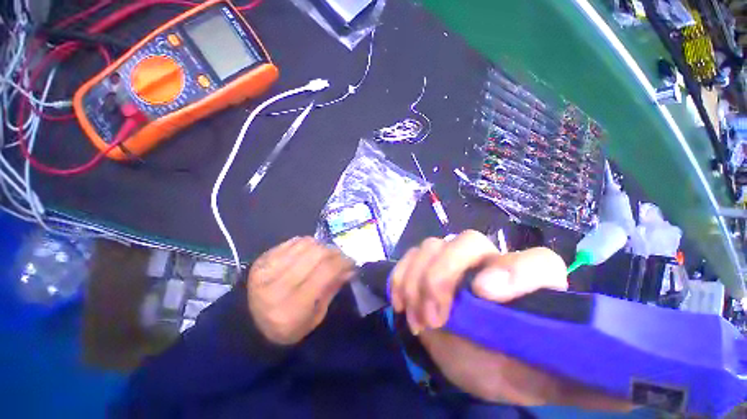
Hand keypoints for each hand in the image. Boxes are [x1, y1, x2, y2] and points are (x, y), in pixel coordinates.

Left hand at [247, 237, 354, 344]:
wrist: (248, 323)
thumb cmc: (287, 328)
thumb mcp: (315, 317)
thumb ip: (332, 289)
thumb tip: (350, 269)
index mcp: (293, 307)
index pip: (326, 271)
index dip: (343, 262)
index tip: (351, 263)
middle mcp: (278, 285)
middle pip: (317, 253)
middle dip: (335, 252)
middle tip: (340, 258)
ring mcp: (267, 268)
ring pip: (306, 243)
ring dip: (322, 246)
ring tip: (325, 255)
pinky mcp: (262, 259)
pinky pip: (293, 241)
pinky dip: (307, 244)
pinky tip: (309, 252)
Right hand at [391, 230, 633, 410]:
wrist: (465, 352)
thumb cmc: (506, 366)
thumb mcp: (543, 380)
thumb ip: (588, 384)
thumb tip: (639, 391)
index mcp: (528, 284)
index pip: (533, 260)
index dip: (511, 270)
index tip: (483, 294)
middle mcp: (488, 260)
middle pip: (466, 242)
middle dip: (444, 275)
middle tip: (435, 316)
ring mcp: (452, 257)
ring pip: (432, 245)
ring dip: (418, 279)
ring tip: (417, 317)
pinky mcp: (426, 262)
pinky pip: (410, 256)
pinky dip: (401, 276)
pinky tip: (400, 301)